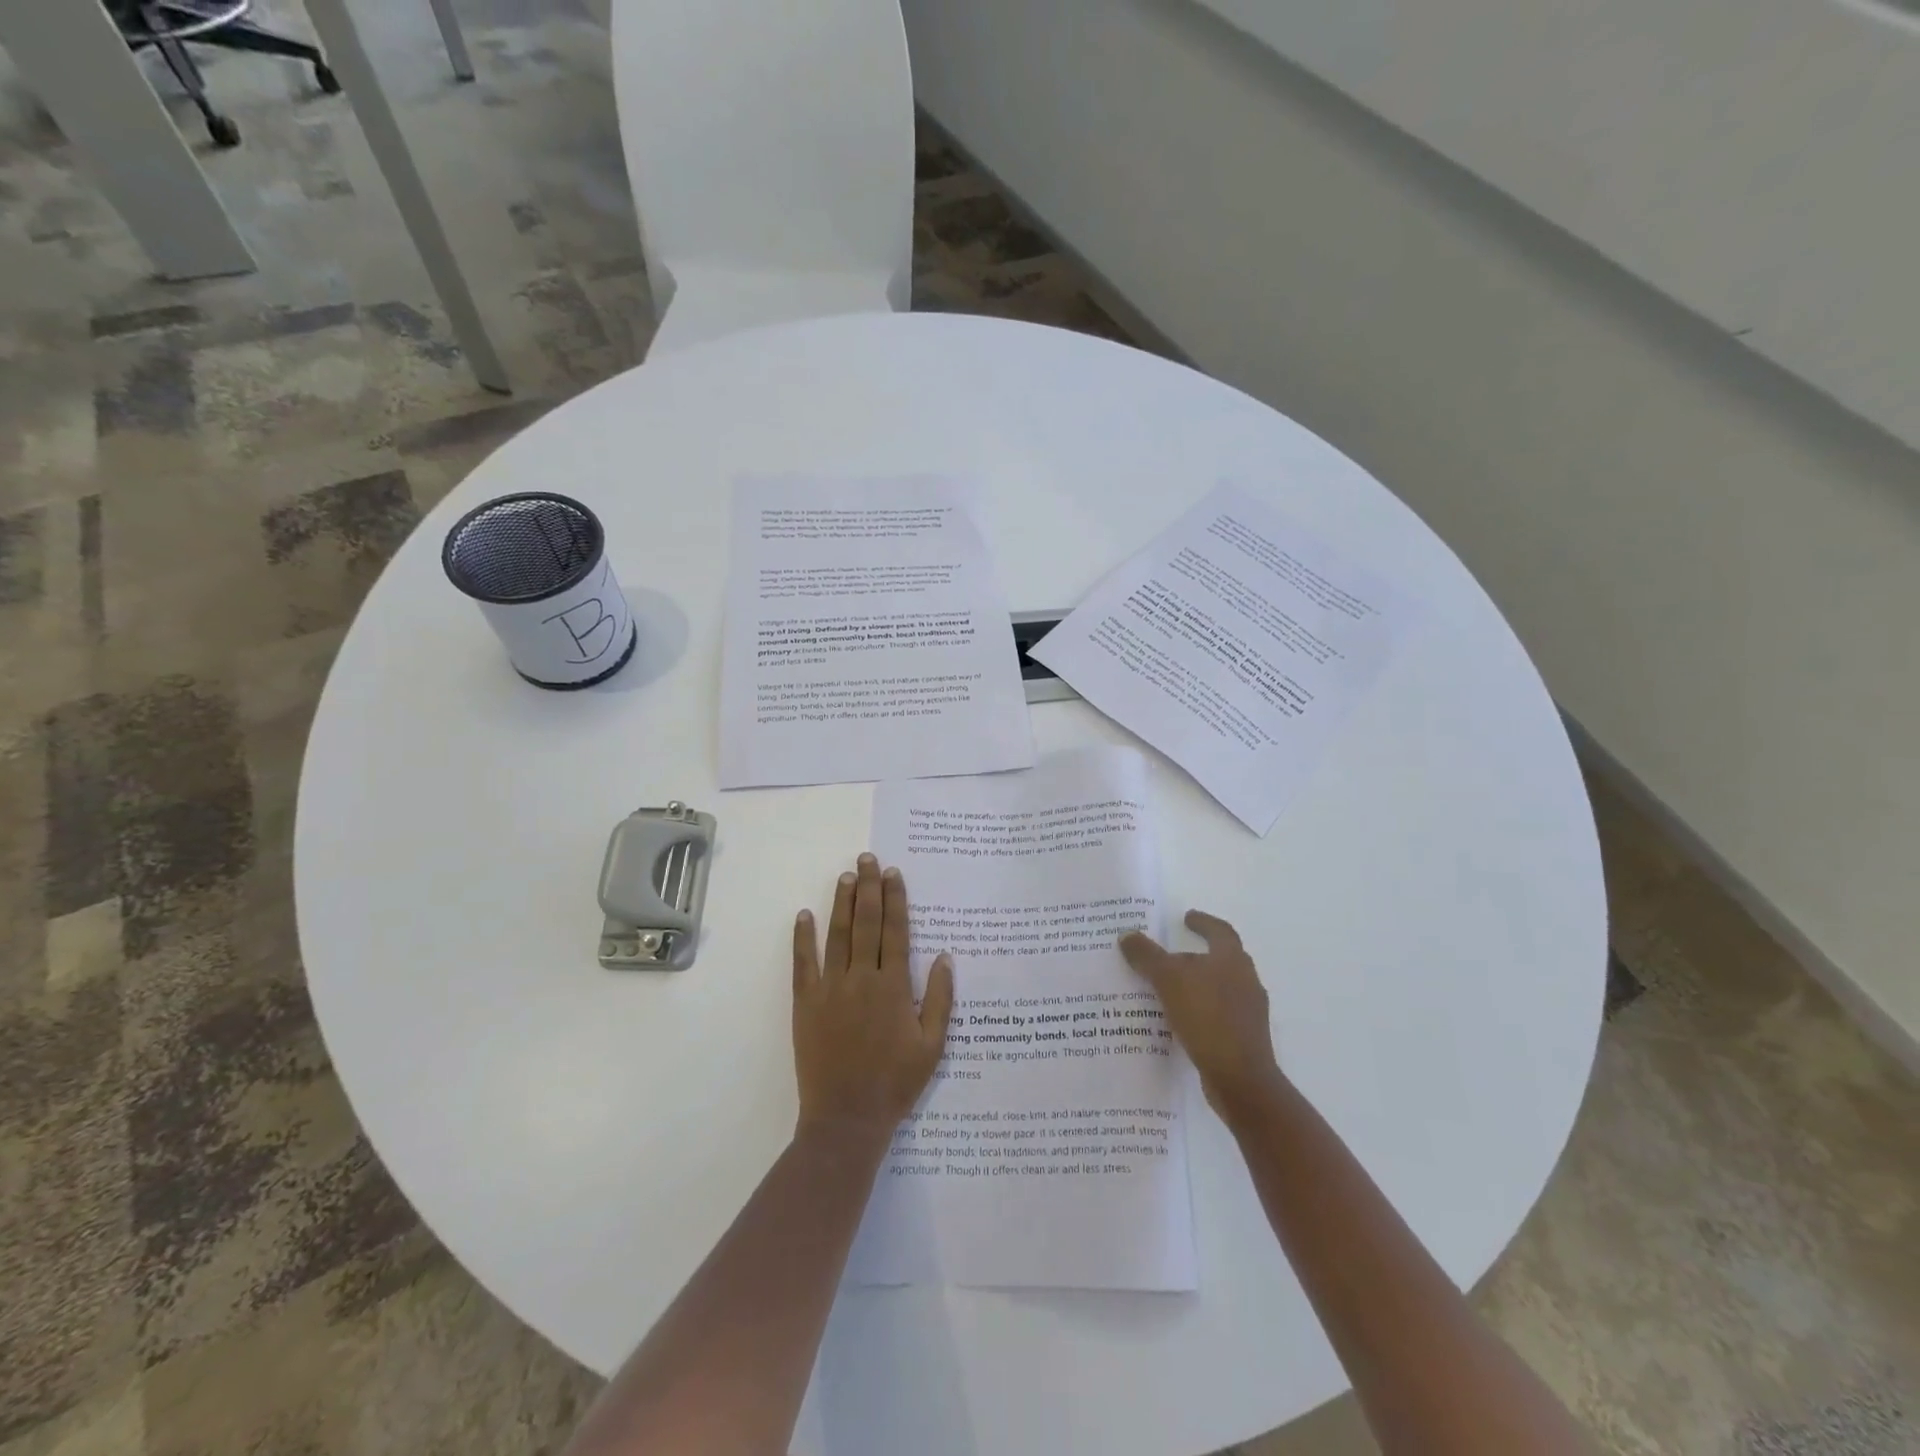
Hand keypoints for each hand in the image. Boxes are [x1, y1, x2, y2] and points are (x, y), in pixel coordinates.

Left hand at [792, 853, 954, 1138]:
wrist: (847, 1119)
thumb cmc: (895, 1083)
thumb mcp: (932, 1046)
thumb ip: (940, 999)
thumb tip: (945, 957)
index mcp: (894, 987)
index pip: (895, 931)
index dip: (895, 900)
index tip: (893, 874)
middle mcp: (862, 979)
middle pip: (866, 923)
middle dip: (868, 888)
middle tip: (868, 860)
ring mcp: (830, 989)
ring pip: (837, 935)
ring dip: (841, 903)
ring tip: (846, 876)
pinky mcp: (806, 1004)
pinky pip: (803, 964)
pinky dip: (803, 938)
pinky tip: (804, 915)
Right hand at [1119, 910, 1280, 1121]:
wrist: (1241, 1079)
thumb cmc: (1207, 1017)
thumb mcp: (1168, 980)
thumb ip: (1147, 956)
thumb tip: (1127, 935)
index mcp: (1232, 960)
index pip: (1219, 931)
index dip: (1202, 922)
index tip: (1186, 918)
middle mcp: (1246, 981)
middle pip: (1220, 960)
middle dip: (1195, 956)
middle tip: (1169, 956)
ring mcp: (1248, 1012)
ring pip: (1218, 988)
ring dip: (1196, 985)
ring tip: (1167, 990)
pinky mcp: (1244, 1038)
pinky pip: (1217, 1014)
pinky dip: (1199, 1010)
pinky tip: (1178, 1020)